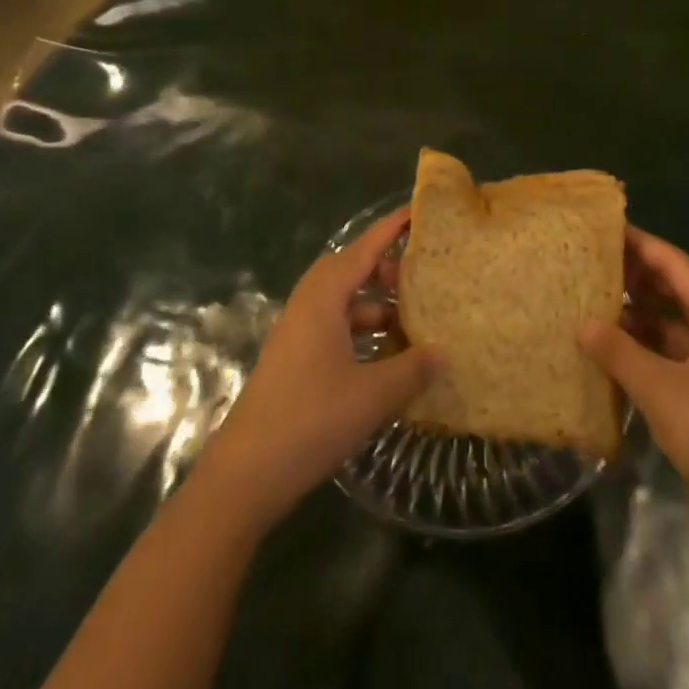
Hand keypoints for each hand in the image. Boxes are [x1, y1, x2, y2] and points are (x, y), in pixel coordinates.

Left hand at [196, 208, 441, 529]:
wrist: (245, 475)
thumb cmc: (310, 421)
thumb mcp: (373, 395)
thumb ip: (412, 369)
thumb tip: (443, 352)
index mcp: (323, 300)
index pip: (362, 250)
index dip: (390, 230)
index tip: (416, 213)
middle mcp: (307, 307)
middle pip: (349, 272)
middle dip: (384, 271)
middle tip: (419, 281)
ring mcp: (296, 335)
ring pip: (342, 303)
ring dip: (374, 306)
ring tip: (411, 324)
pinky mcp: (293, 361)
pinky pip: (333, 329)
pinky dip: (360, 332)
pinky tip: (385, 359)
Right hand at [579, 226, 688, 512]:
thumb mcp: (661, 389)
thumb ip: (619, 351)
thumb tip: (581, 322)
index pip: (677, 265)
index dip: (642, 245)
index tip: (605, 229)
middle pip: (678, 290)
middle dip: (638, 277)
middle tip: (592, 263)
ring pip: (674, 325)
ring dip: (639, 315)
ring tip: (593, 302)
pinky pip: (674, 356)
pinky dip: (646, 349)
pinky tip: (613, 352)